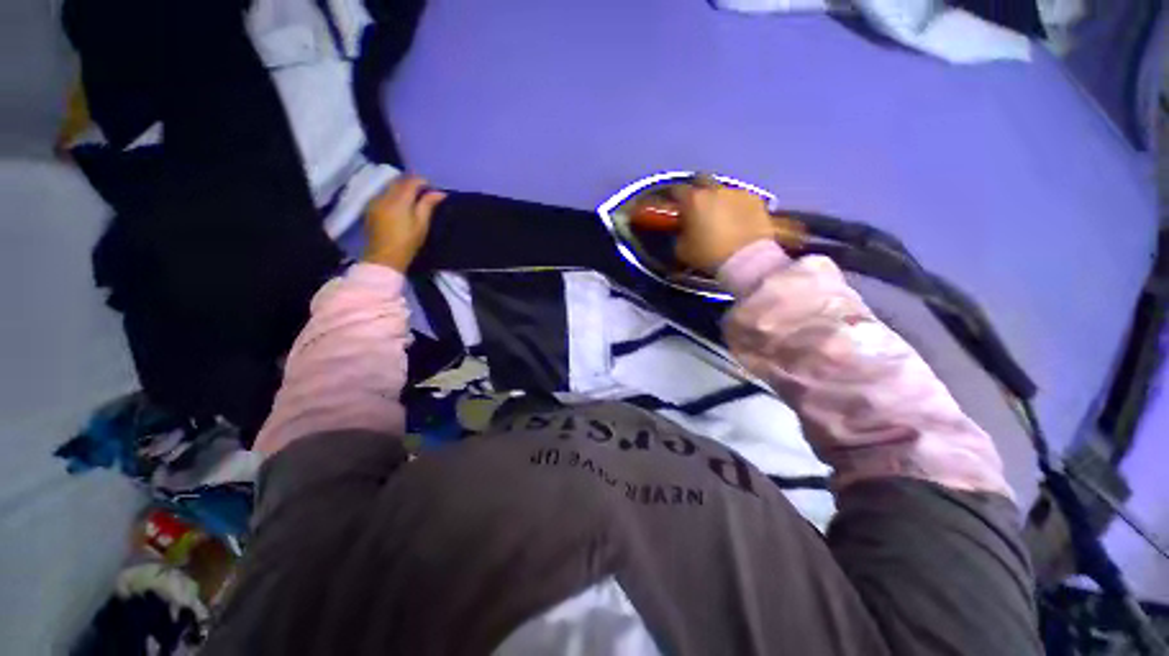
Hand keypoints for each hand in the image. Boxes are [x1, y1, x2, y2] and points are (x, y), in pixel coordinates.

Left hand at [362, 175, 446, 271]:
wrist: (384, 258)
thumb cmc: (407, 242)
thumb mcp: (421, 224)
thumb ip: (428, 205)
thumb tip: (439, 193)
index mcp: (398, 200)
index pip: (410, 181)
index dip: (422, 181)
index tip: (432, 188)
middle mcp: (384, 196)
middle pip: (398, 181)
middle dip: (411, 183)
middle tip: (424, 192)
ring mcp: (375, 201)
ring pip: (390, 187)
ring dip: (402, 188)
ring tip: (413, 198)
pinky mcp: (371, 208)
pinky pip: (383, 194)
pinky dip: (393, 194)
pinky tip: (400, 205)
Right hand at [672, 180, 774, 272]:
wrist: (746, 260)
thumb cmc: (708, 255)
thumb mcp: (681, 250)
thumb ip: (679, 234)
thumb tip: (683, 230)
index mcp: (693, 199)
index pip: (677, 190)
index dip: (674, 199)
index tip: (675, 209)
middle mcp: (715, 189)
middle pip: (702, 181)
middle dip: (698, 192)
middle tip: (698, 209)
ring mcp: (738, 192)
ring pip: (723, 191)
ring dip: (719, 201)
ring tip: (722, 218)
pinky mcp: (757, 200)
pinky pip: (741, 200)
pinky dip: (738, 207)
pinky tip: (739, 222)